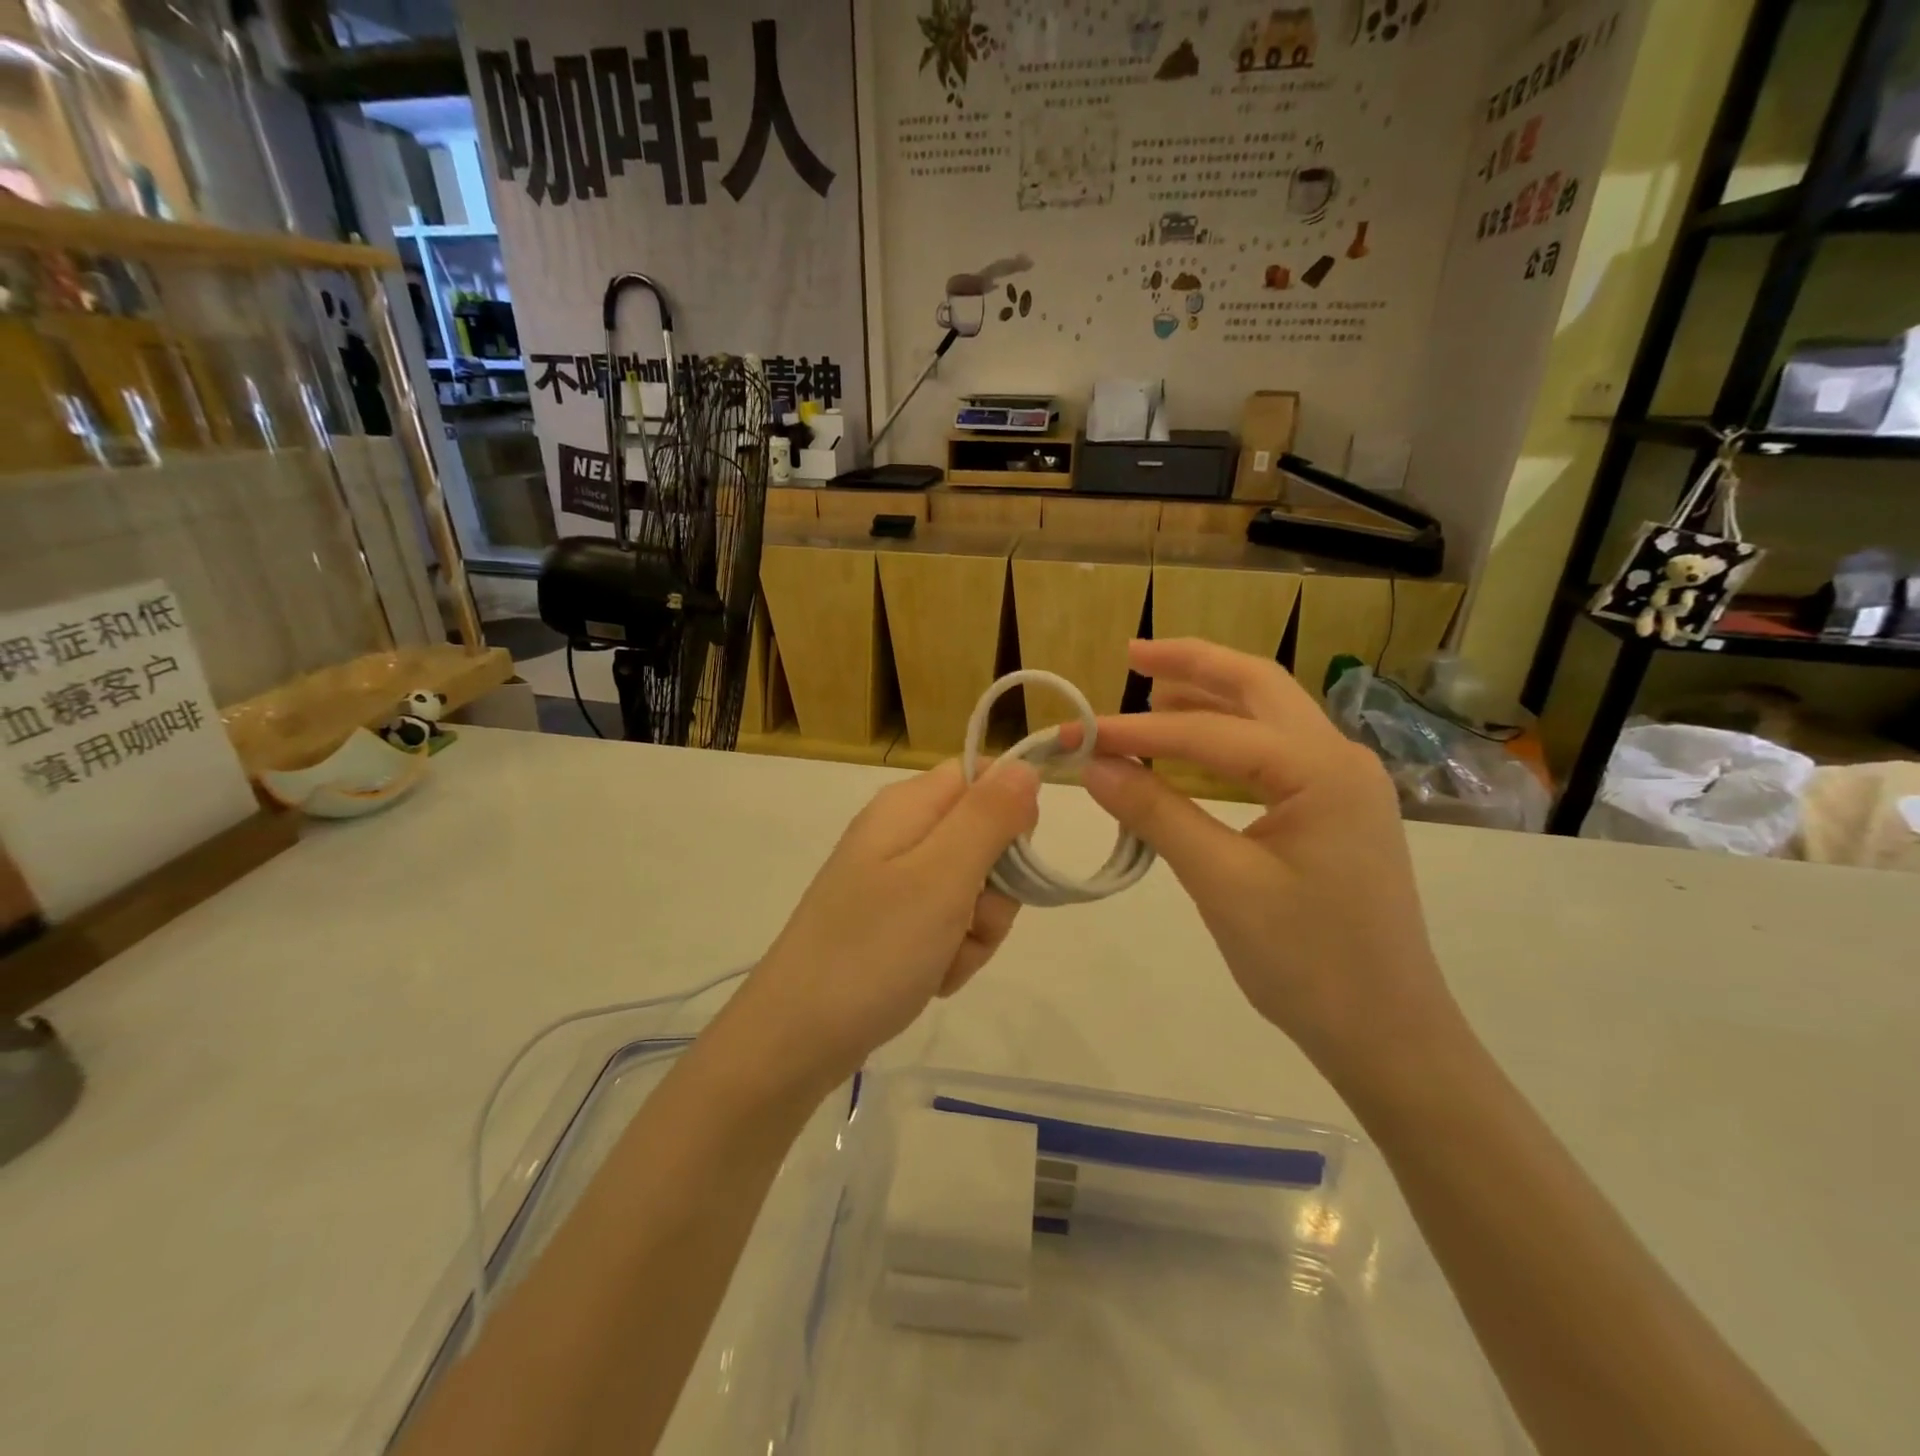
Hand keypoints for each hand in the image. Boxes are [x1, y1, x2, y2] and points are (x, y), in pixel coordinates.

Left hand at [745, 760, 1040, 1086]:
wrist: (795, 1038)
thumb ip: (989, 816)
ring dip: (975, 930)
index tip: (1012, 858)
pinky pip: (949, 927)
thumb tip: (1024, 767)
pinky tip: (930, 977)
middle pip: (985, 838)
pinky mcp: (894, 924)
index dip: (1010, 812)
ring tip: (942, 958)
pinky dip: (952, 954)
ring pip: (974, 890)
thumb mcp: (942, 876)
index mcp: (908, 807)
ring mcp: (896, 883)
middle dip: (995, 888)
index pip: (982, 776)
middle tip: (969, 920)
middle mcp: (901, 835)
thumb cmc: (873, 949)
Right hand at [1067, 639, 1457, 1076]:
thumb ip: (1158, 815)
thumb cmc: (1308, 962)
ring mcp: (1342, 782)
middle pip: (1258, 686)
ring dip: (1210, 696)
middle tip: (1132, 656)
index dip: (1136, 733)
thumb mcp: (1223, 885)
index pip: (1210, 734)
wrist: (1387, 1033)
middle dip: (1193, 664)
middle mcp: (1339, 759)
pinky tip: (1190, 745)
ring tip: (1151, 690)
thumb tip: (1094, 767)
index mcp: (1321, 771)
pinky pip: (1272, 752)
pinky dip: (1227, 736)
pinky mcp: (1333, 808)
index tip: (1077, 736)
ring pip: (1268, 714)